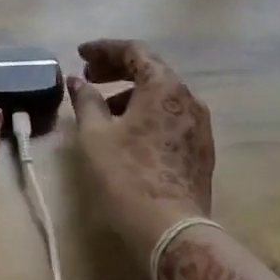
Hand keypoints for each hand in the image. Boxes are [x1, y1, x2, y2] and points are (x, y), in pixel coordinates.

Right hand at [69, 39, 215, 255]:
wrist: (172, 230)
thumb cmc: (128, 175)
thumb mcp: (96, 135)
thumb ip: (86, 101)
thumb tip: (78, 82)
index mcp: (164, 86)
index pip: (134, 50)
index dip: (104, 49)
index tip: (81, 55)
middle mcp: (188, 98)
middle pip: (151, 69)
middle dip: (117, 69)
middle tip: (90, 78)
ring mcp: (199, 124)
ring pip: (162, 94)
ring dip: (131, 92)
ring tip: (104, 109)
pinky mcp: (201, 148)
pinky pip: (171, 115)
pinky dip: (147, 112)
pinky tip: (128, 131)